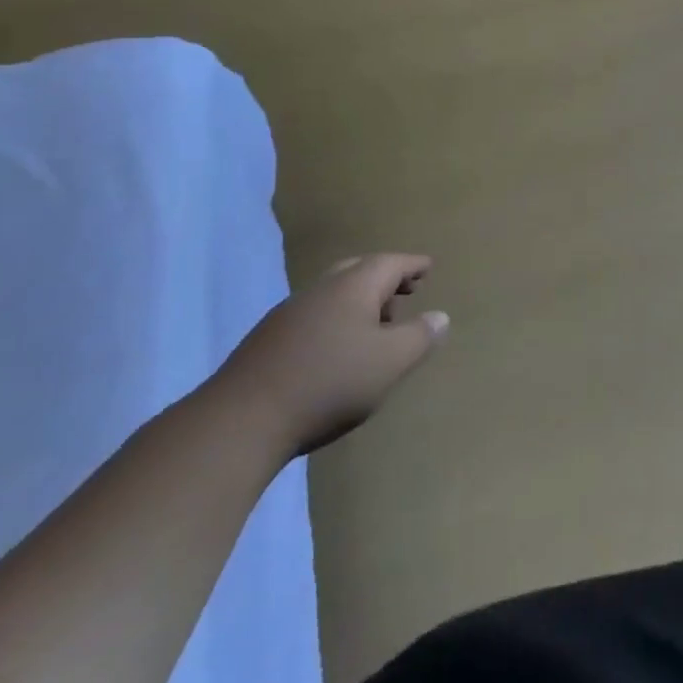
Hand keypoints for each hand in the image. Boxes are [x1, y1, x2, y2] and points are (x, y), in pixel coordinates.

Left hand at [212, 254, 449, 458]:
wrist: (241, 420)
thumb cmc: (329, 383)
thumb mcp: (390, 363)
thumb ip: (420, 337)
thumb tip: (440, 317)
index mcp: (353, 286)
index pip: (391, 262)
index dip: (413, 265)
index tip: (428, 267)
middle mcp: (322, 289)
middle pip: (359, 271)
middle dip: (385, 279)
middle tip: (405, 292)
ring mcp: (290, 313)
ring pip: (333, 294)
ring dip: (359, 302)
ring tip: (375, 326)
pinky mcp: (268, 340)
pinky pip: (314, 316)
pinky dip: (335, 321)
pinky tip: (335, 349)